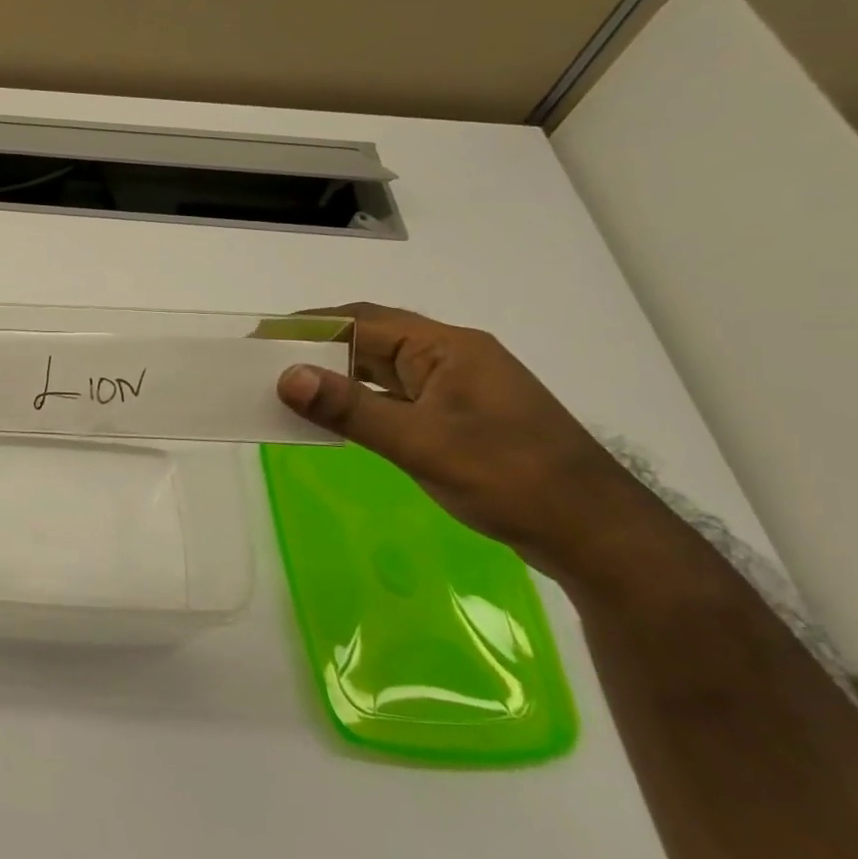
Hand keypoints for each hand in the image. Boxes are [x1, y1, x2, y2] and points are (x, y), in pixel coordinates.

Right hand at [276, 302, 664, 591]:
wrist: (597, 535)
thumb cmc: (511, 478)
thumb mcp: (421, 443)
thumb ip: (350, 409)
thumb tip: (286, 375)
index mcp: (447, 348)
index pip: (363, 322)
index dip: (308, 326)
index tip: (260, 337)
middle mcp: (452, 358)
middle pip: (372, 340)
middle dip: (319, 348)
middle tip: (265, 363)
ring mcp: (459, 389)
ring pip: (384, 370)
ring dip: (339, 375)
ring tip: (288, 387)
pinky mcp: (461, 419)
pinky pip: (397, 398)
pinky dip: (361, 401)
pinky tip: (337, 418)